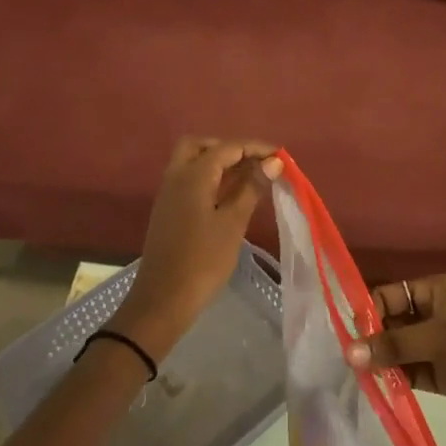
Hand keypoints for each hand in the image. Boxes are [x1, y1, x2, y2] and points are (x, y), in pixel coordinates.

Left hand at [115, 137, 282, 356]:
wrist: (163, 299)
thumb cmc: (203, 260)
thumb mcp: (233, 223)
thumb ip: (252, 188)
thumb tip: (273, 163)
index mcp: (192, 175)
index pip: (227, 148)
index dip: (255, 148)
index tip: (281, 158)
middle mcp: (176, 176)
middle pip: (201, 146)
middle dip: (230, 149)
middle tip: (256, 163)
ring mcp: (169, 194)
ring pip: (192, 162)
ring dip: (219, 163)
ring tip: (250, 178)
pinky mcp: (169, 210)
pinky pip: (189, 180)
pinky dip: (210, 178)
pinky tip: (230, 195)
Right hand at [349, 275, 445, 428]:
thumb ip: (398, 346)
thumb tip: (350, 354)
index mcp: (432, 291)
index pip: (386, 297)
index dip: (365, 314)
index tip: (344, 338)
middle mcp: (429, 315)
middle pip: (388, 325)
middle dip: (367, 342)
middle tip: (338, 365)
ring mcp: (436, 347)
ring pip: (397, 353)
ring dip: (379, 365)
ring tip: (350, 383)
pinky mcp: (443, 376)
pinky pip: (410, 376)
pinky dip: (394, 384)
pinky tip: (374, 393)